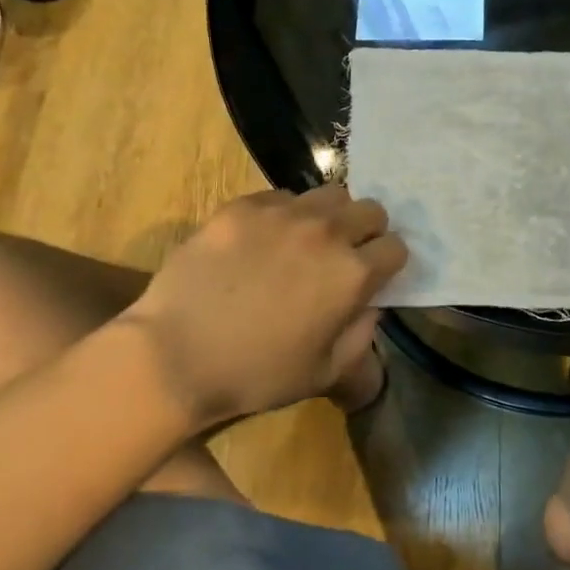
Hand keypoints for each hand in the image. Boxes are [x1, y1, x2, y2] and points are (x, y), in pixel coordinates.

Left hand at [116, 186, 406, 430]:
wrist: (173, 356)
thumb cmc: (255, 374)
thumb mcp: (325, 373)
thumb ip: (362, 335)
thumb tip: (370, 305)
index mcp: (352, 274)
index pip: (396, 247)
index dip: (388, 263)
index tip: (374, 276)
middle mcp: (327, 233)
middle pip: (371, 209)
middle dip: (367, 231)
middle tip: (344, 254)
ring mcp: (283, 214)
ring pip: (330, 194)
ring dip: (330, 215)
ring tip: (307, 239)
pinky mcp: (243, 207)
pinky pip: (281, 197)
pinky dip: (284, 214)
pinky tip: (262, 240)